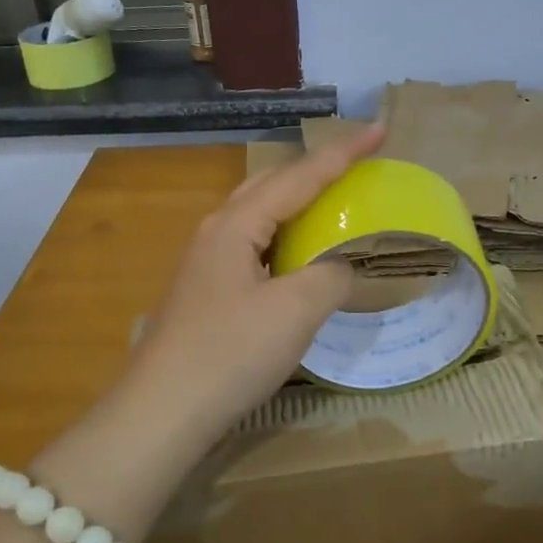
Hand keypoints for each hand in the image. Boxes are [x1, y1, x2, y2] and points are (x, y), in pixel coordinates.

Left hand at [121, 123, 386, 437]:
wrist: (163, 412)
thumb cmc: (230, 353)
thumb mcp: (296, 311)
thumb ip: (330, 276)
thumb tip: (342, 268)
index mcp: (237, 223)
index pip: (300, 175)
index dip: (343, 152)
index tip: (380, 130)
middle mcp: (217, 230)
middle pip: (273, 184)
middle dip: (316, 170)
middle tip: (357, 167)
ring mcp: (207, 261)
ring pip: (260, 215)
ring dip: (298, 204)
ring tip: (333, 205)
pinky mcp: (207, 290)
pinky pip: (255, 245)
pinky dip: (285, 239)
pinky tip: (299, 258)